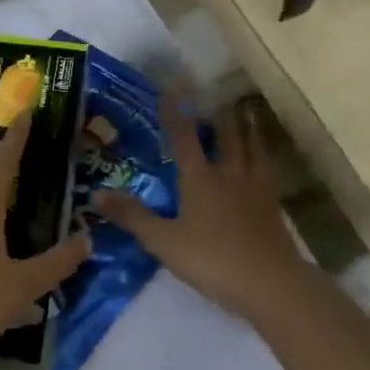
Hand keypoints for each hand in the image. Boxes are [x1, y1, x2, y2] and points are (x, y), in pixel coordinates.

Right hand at [93, 95, 310, 327]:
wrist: (271, 284)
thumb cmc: (212, 260)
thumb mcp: (163, 241)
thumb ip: (131, 216)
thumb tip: (95, 194)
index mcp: (200, 178)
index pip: (184, 137)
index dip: (176, 110)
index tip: (174, 84)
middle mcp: (229, 175)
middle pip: (226, 137)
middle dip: (219, 114)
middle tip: (218, 92)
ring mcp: (256, 190)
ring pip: (252, 150)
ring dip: (248, 129)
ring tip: (247, 112)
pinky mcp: (273, 208)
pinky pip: (269, 173)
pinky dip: (265, 159)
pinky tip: (266, 162)